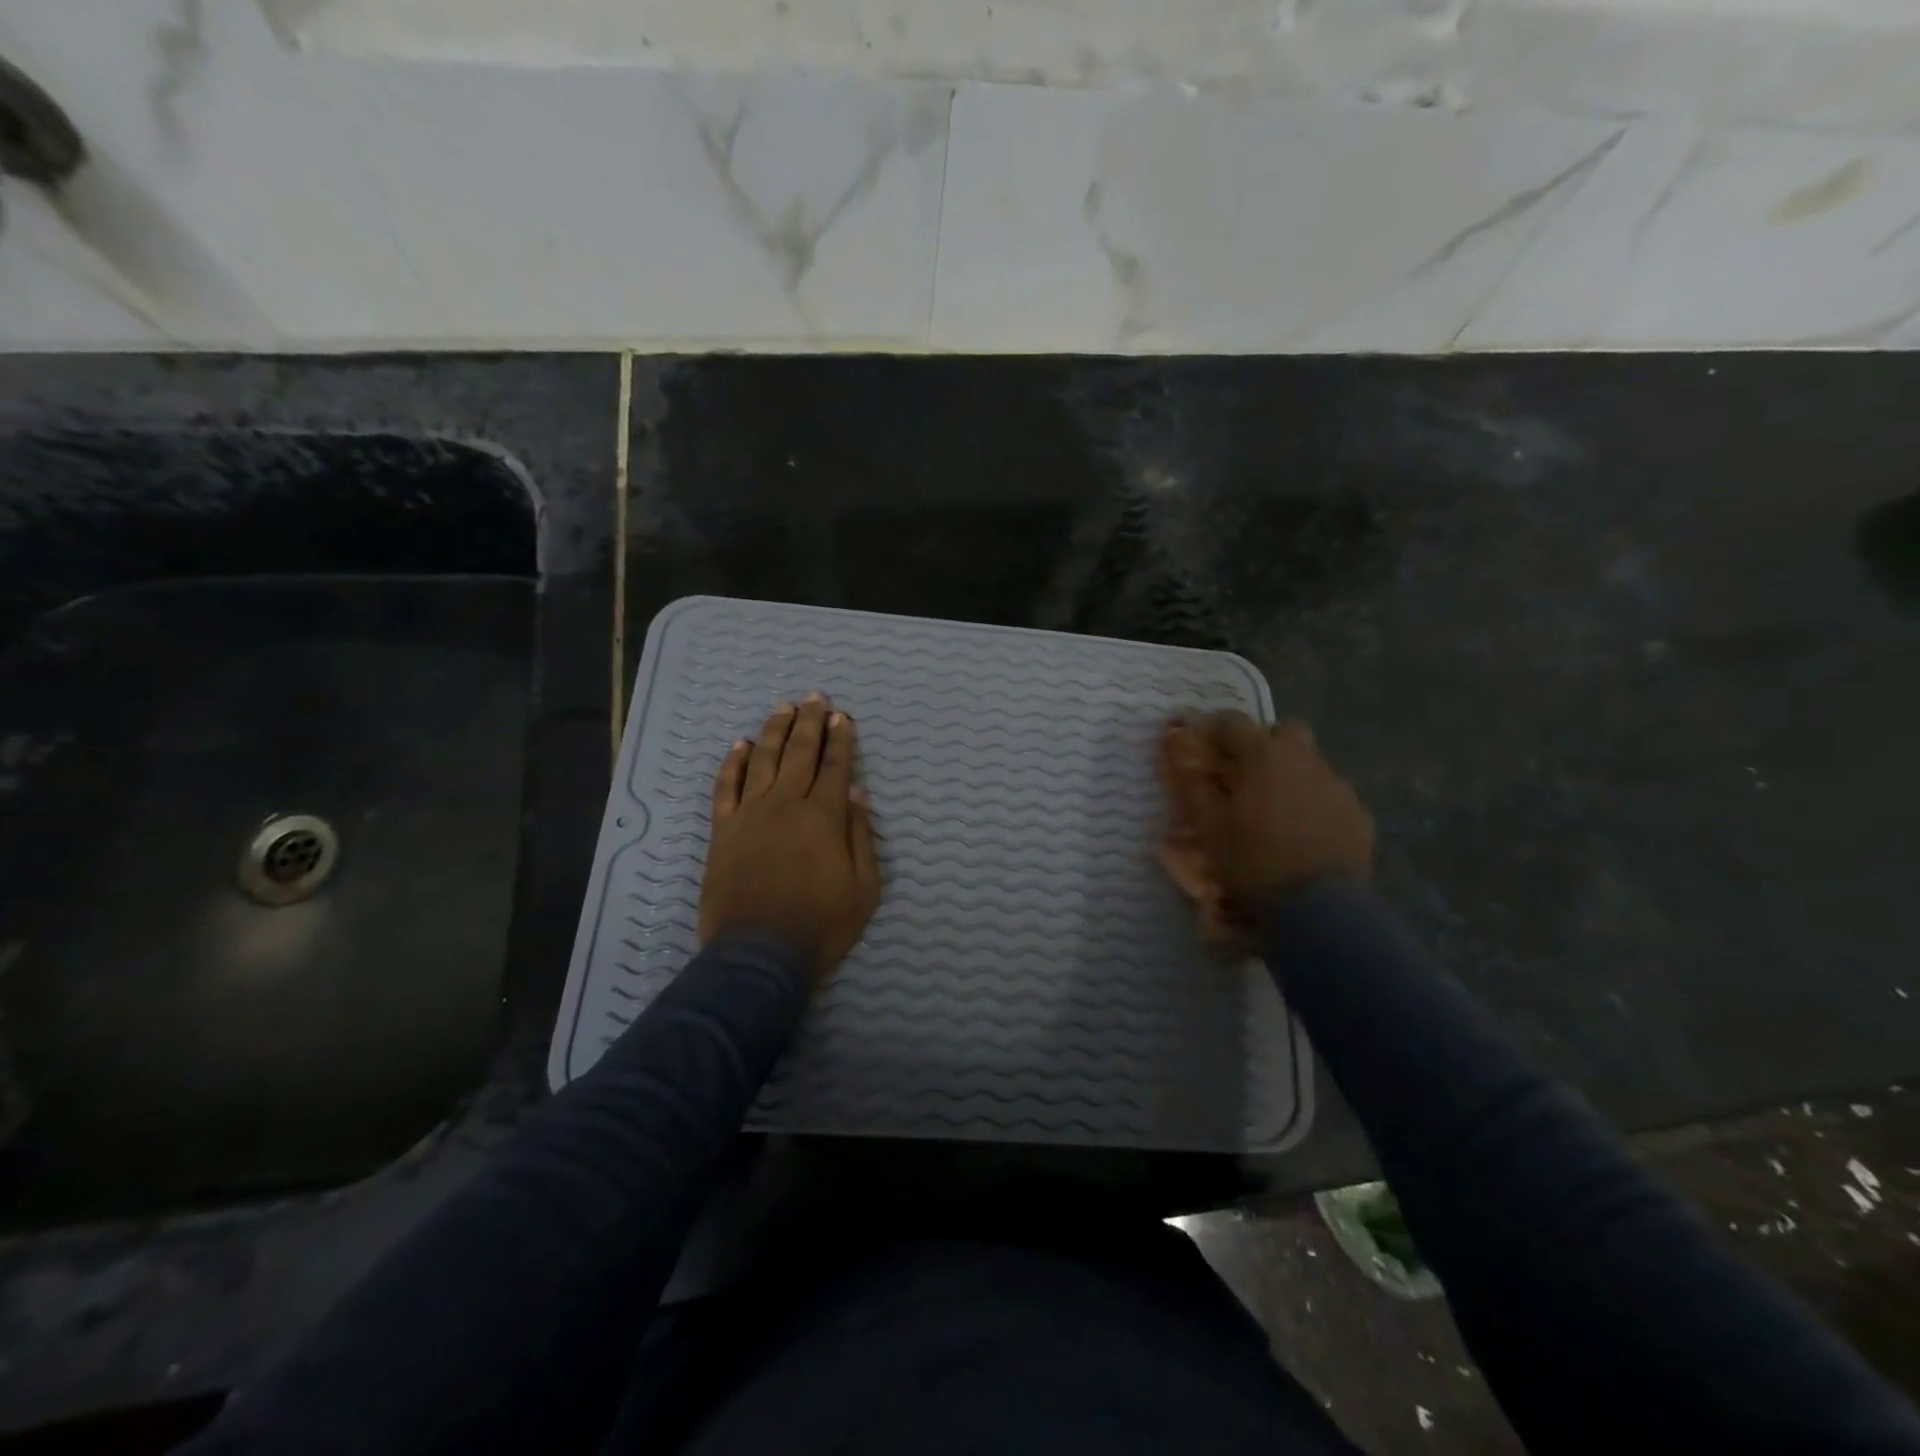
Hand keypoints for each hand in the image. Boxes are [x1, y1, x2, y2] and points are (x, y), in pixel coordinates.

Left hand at [700, 694, 881, 984]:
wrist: (759, 955)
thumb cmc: (821, 925)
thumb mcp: (864, 887)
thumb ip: (860, 834)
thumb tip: (855, 790)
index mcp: (824, 816)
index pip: (835, 766)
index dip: (842, 740)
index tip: (844, 717)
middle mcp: (786, 804)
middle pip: (800, 752)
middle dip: (811, 722)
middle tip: (816, 698)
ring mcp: (749, 814)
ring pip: (763, 760)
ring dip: (775, 730)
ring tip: (784, 708)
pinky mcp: (722, 831)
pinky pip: (726, 787)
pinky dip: (733, 763)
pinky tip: (740, 744)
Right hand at [1157, 713, 1373, 940]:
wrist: (1319, 909)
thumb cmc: (1252, 861)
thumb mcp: (1207, 826)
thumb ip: (1191, 781)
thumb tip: (1177, 745)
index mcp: (1262, 755)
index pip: (1232, 721)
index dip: (1212, 731)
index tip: (1202, 750)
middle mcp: (1303, 759)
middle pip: (1282, 732)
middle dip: (1262, 746)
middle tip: (1244, 777)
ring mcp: (1336, 785)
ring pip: (1309, 763)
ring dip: (1289, 775)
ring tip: (1274, 812)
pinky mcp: (1358, 813)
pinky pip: (1330, 795)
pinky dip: (1314, 804)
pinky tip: (1302, 834)